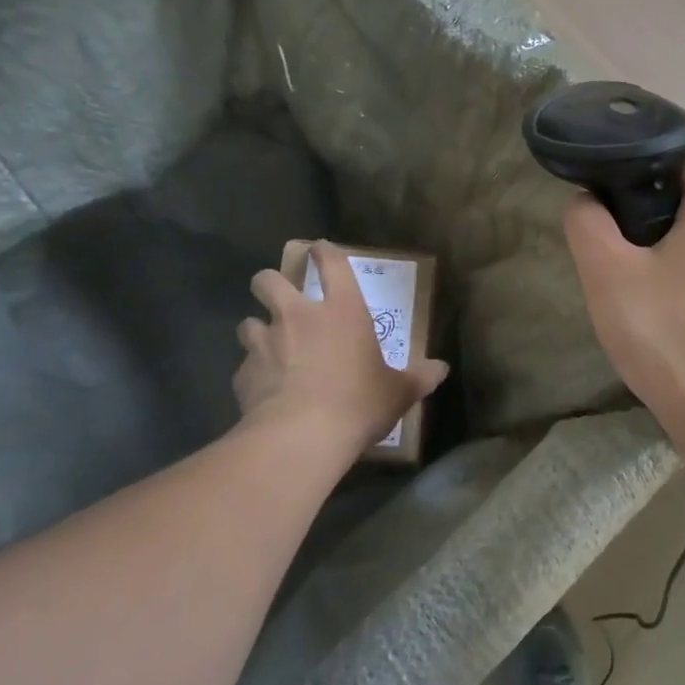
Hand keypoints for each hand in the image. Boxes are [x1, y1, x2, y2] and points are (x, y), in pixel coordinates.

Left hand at [233, 242, 448, 452]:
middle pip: (269, 281)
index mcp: (342, 311)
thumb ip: (419, 378)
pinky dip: (254, 373)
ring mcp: (266, 343)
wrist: (302, 436)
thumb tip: (441, 370)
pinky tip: (265, 390)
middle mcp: (298, 317)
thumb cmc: (358, 403)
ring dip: (258, 330)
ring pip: (248, 322)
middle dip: (270, 283)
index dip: (324, 253)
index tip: (320, 249)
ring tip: (268, 346)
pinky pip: (245, 366)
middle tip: (279, 296)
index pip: (331, 264)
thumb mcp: (398, 392)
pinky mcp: (243, 374)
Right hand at [563, 166, 684, 432]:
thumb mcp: (607, 272)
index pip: (677, 174)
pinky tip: (680, 333)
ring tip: (648, 306)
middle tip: (623, 269)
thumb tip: (588, 200)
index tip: (614, 224)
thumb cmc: (665, 332)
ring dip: (681, 269)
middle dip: (658, 233)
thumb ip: (588, 223)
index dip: (638, 191)